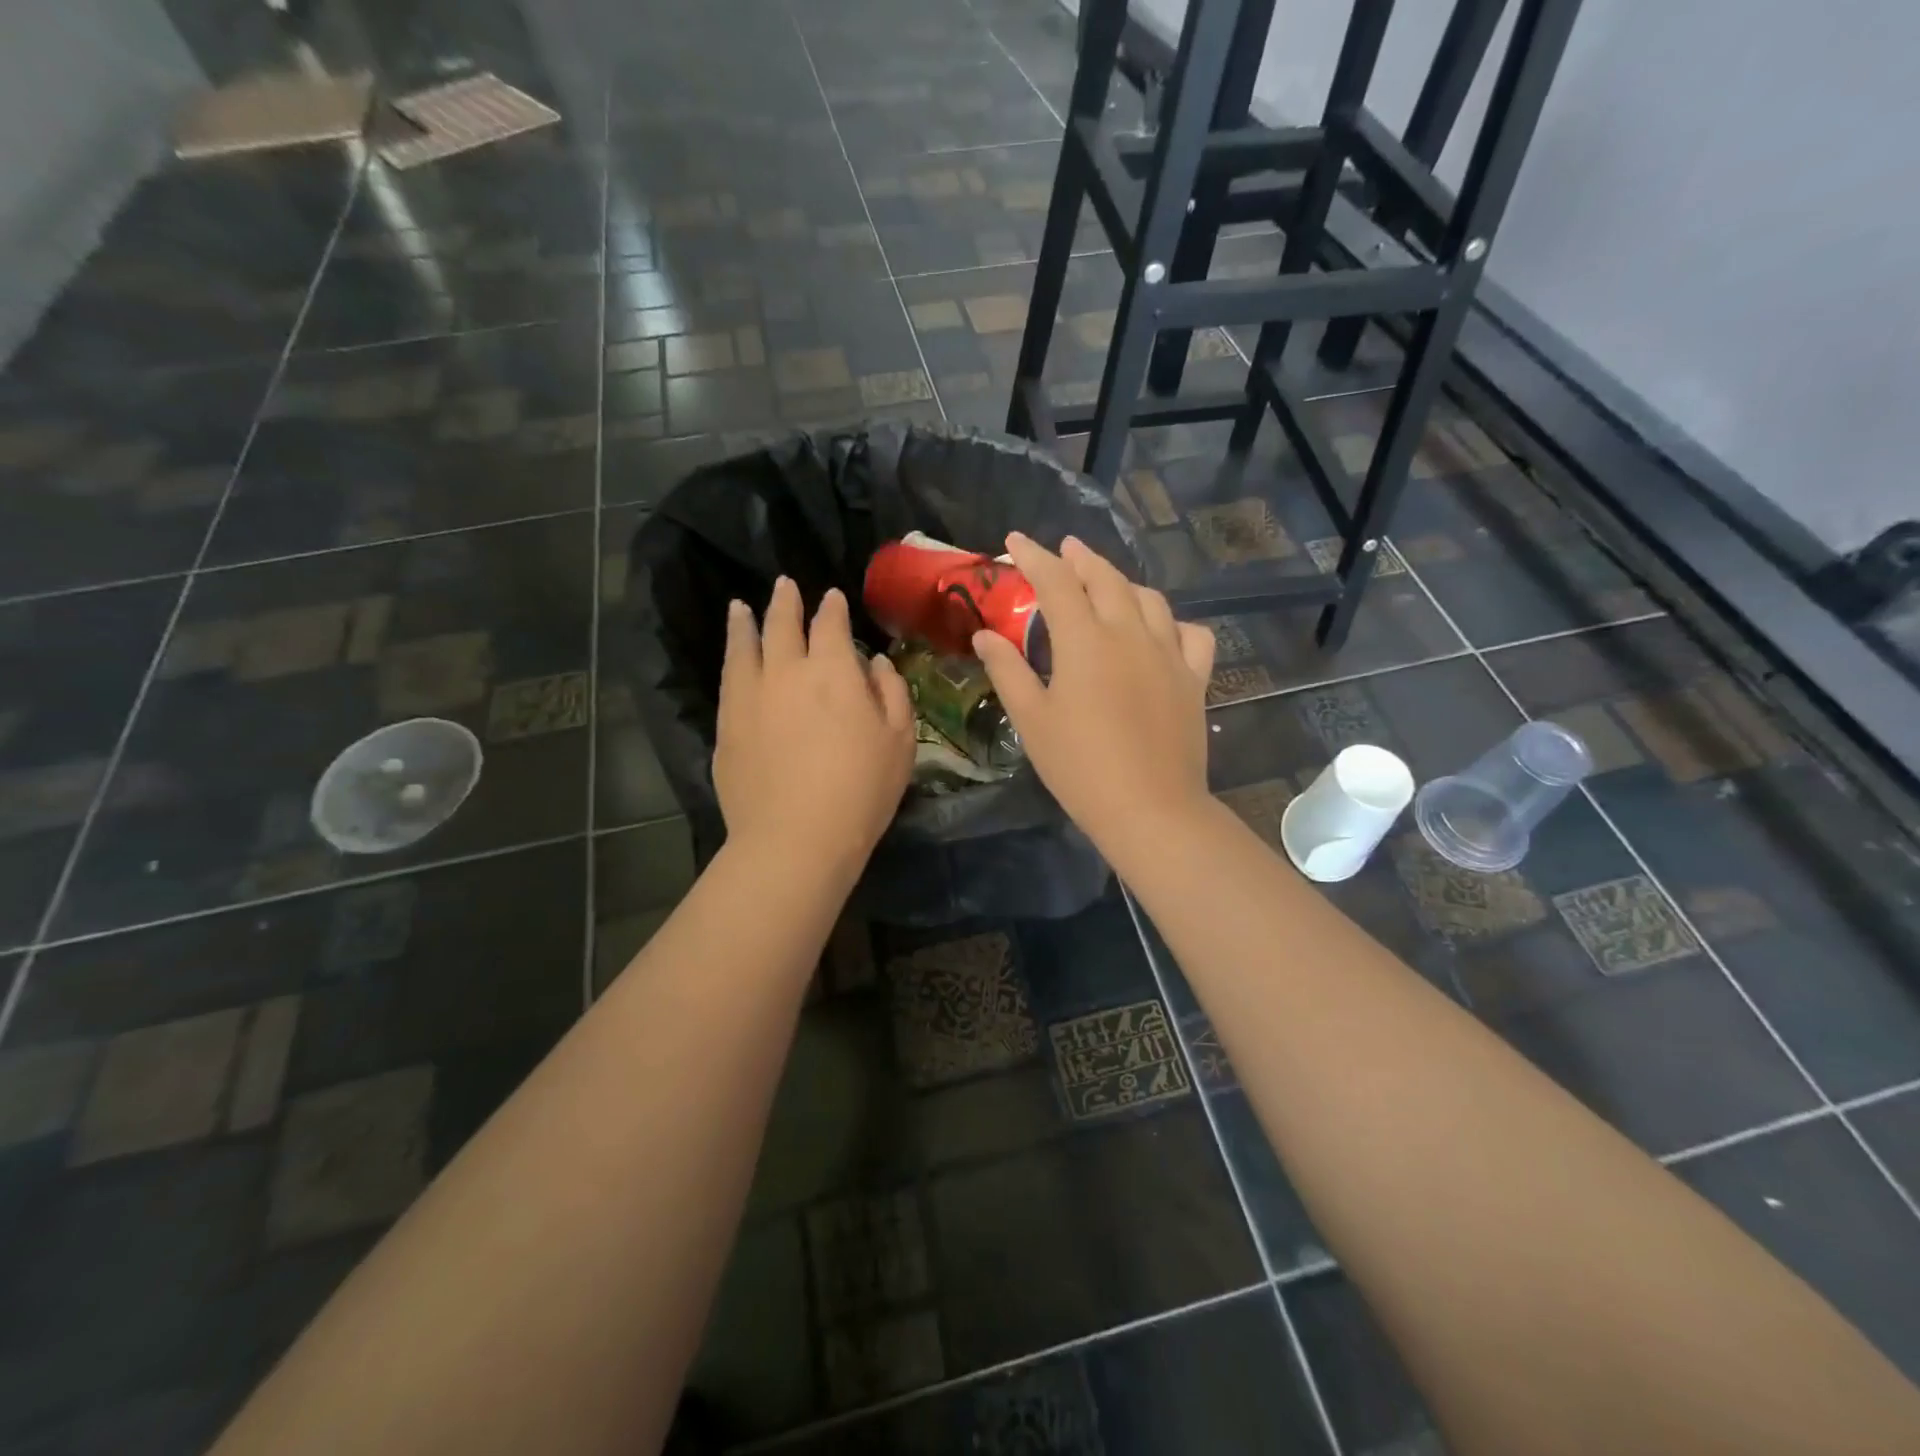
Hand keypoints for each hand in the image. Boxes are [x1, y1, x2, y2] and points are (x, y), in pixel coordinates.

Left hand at [716, 578, 915, 870]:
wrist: (796, 839)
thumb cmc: (861, 790)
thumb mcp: (899, 741)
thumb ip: (891, 693)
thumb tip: (874, 663)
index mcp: (833, 671)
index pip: (830, 625)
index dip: (832, 608)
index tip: (832, 597)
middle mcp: (786, 671)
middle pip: (782, 625)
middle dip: (786, 602)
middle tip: (785, 585)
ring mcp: (749, 697)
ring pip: (744, 646)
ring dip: (745, 622)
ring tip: (740, 607)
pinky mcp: (727, 725)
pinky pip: (728, 680)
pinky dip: (731, 657)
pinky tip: (732, 657)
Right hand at [972, 533, 1215, 856]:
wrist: (1150, 808)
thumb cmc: (1080, 767)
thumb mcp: (1032, 720)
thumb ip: (1007, 670)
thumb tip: (985, 634)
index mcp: (1085, 640)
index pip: (1055, 581)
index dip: (1033, 556)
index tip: (1014, 541)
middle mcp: (1130, 633)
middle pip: (1106, 579)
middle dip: (1080, 558)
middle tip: (1063, 549)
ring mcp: (1168, 653)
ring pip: (1149, 599)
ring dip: (1123, 582)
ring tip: (1107, 582)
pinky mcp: (1195, 678)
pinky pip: (1190, 634)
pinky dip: (1172, 622)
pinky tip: (1161, 630)